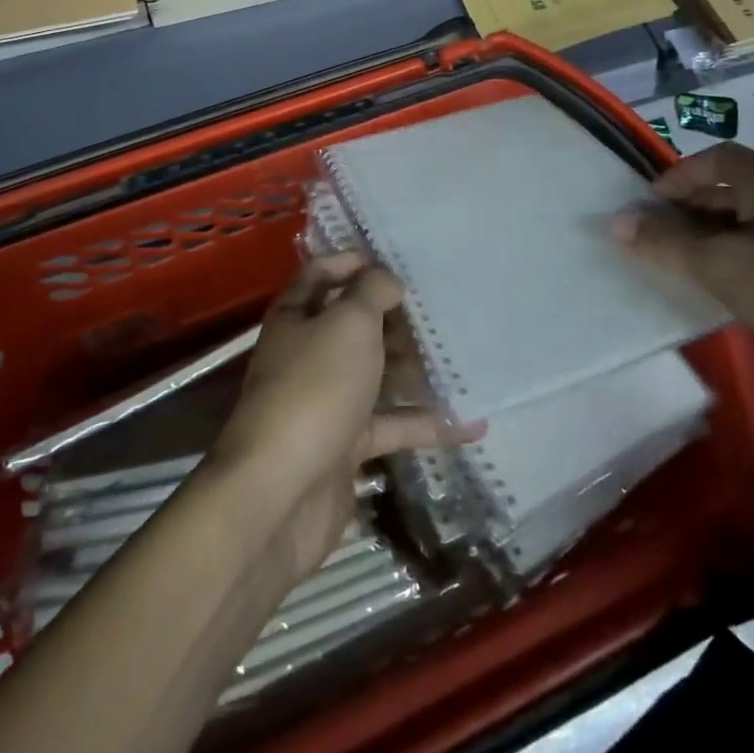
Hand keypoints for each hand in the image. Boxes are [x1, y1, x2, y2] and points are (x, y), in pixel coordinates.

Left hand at [207, 252, 476, 577]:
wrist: (281, 491)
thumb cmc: (315, 387)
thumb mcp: (348, 323)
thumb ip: (371, 292)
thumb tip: (387, 278)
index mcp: (296, 316)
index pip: (320, 274)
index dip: (352, 262)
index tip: (395, 261)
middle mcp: (307, 354)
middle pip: (352, 326)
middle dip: (392, 317)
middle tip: (439, 308)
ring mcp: (326, 402)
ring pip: (375, 375)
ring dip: (413, 368)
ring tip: (461, 356)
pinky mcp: (345, 448)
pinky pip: (391, 427)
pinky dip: (426, 424)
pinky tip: (471, 423)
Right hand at [613, 143, 753, 428]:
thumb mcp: (723, 263)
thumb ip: (664, 244)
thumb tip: (615, 223)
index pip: (716, 158)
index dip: (678, 174)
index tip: (646, 204)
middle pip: (724, 196)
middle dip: (683, 214)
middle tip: (644, 240)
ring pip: (737, 237)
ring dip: (701, 249)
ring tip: (663, 270)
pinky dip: (725, 277)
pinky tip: (702, 299)